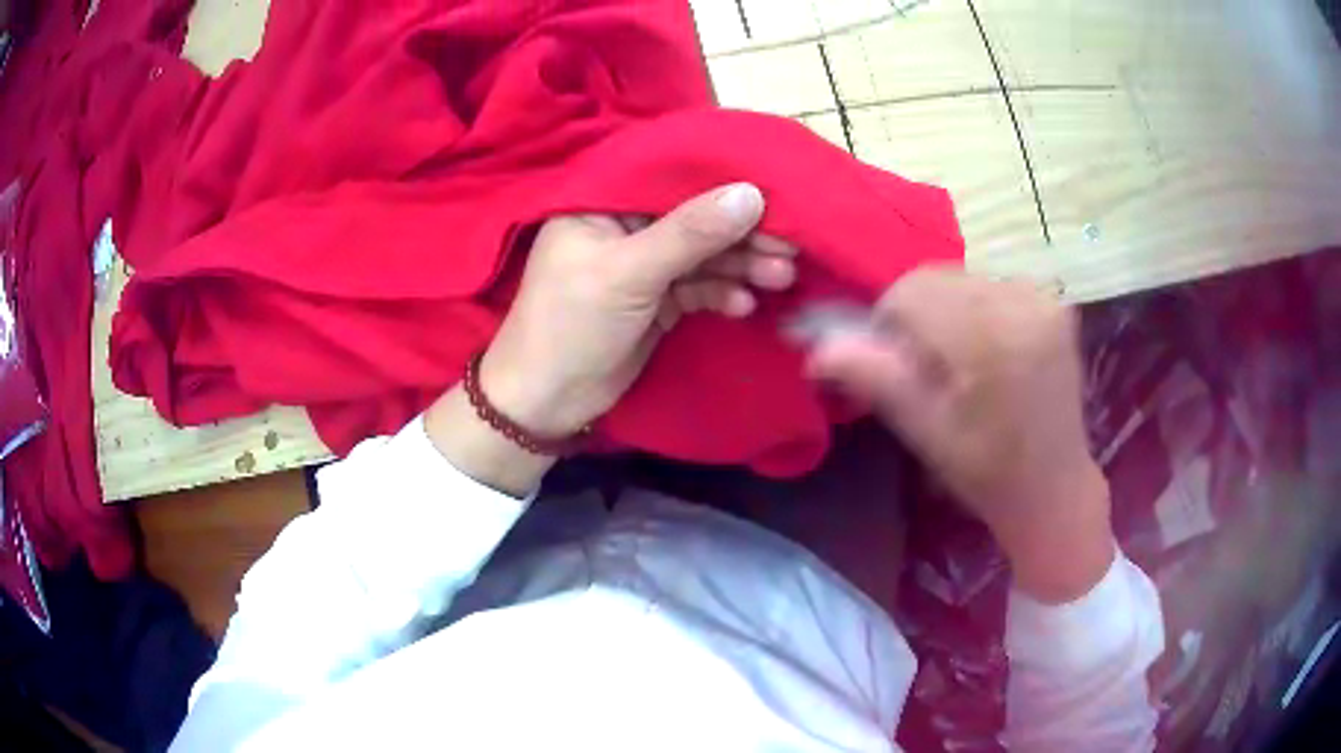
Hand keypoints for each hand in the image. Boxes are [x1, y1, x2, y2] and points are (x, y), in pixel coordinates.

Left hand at [480, 183, 796, 437]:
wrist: (548, 402)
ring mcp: (643, 265)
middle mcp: (624, 227)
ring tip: (780, 277)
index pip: (671, 179)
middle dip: (741, 233)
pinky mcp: (658, 300)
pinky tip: (742, 305)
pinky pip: (699, 287)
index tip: (775, 191)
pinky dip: (722, 293)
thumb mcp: (629, 272)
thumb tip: (752, 193)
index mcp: (601, 203)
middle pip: (694, 218)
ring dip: (740, 265)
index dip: (722, 183)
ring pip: (702, 255)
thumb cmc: (571, 324)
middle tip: (789, 247)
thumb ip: (690, 233)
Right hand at [808, 267, 1113, 602]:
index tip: (893, 364)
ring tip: (957, 362)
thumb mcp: (925, 432)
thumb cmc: (987, 472)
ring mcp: (1043, 299)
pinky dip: (974, 309)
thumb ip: (876, 379)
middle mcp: (1021, 304)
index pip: (911, 294)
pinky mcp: (1054, 303)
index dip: (888, 323)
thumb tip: (818, 348)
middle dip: (916, 315)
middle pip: (937, 279)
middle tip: (923, 367)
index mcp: (990, 340)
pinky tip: (986, 350)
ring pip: (962, 279)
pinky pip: (991, 285)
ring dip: (944, 311)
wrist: (1055, 487)